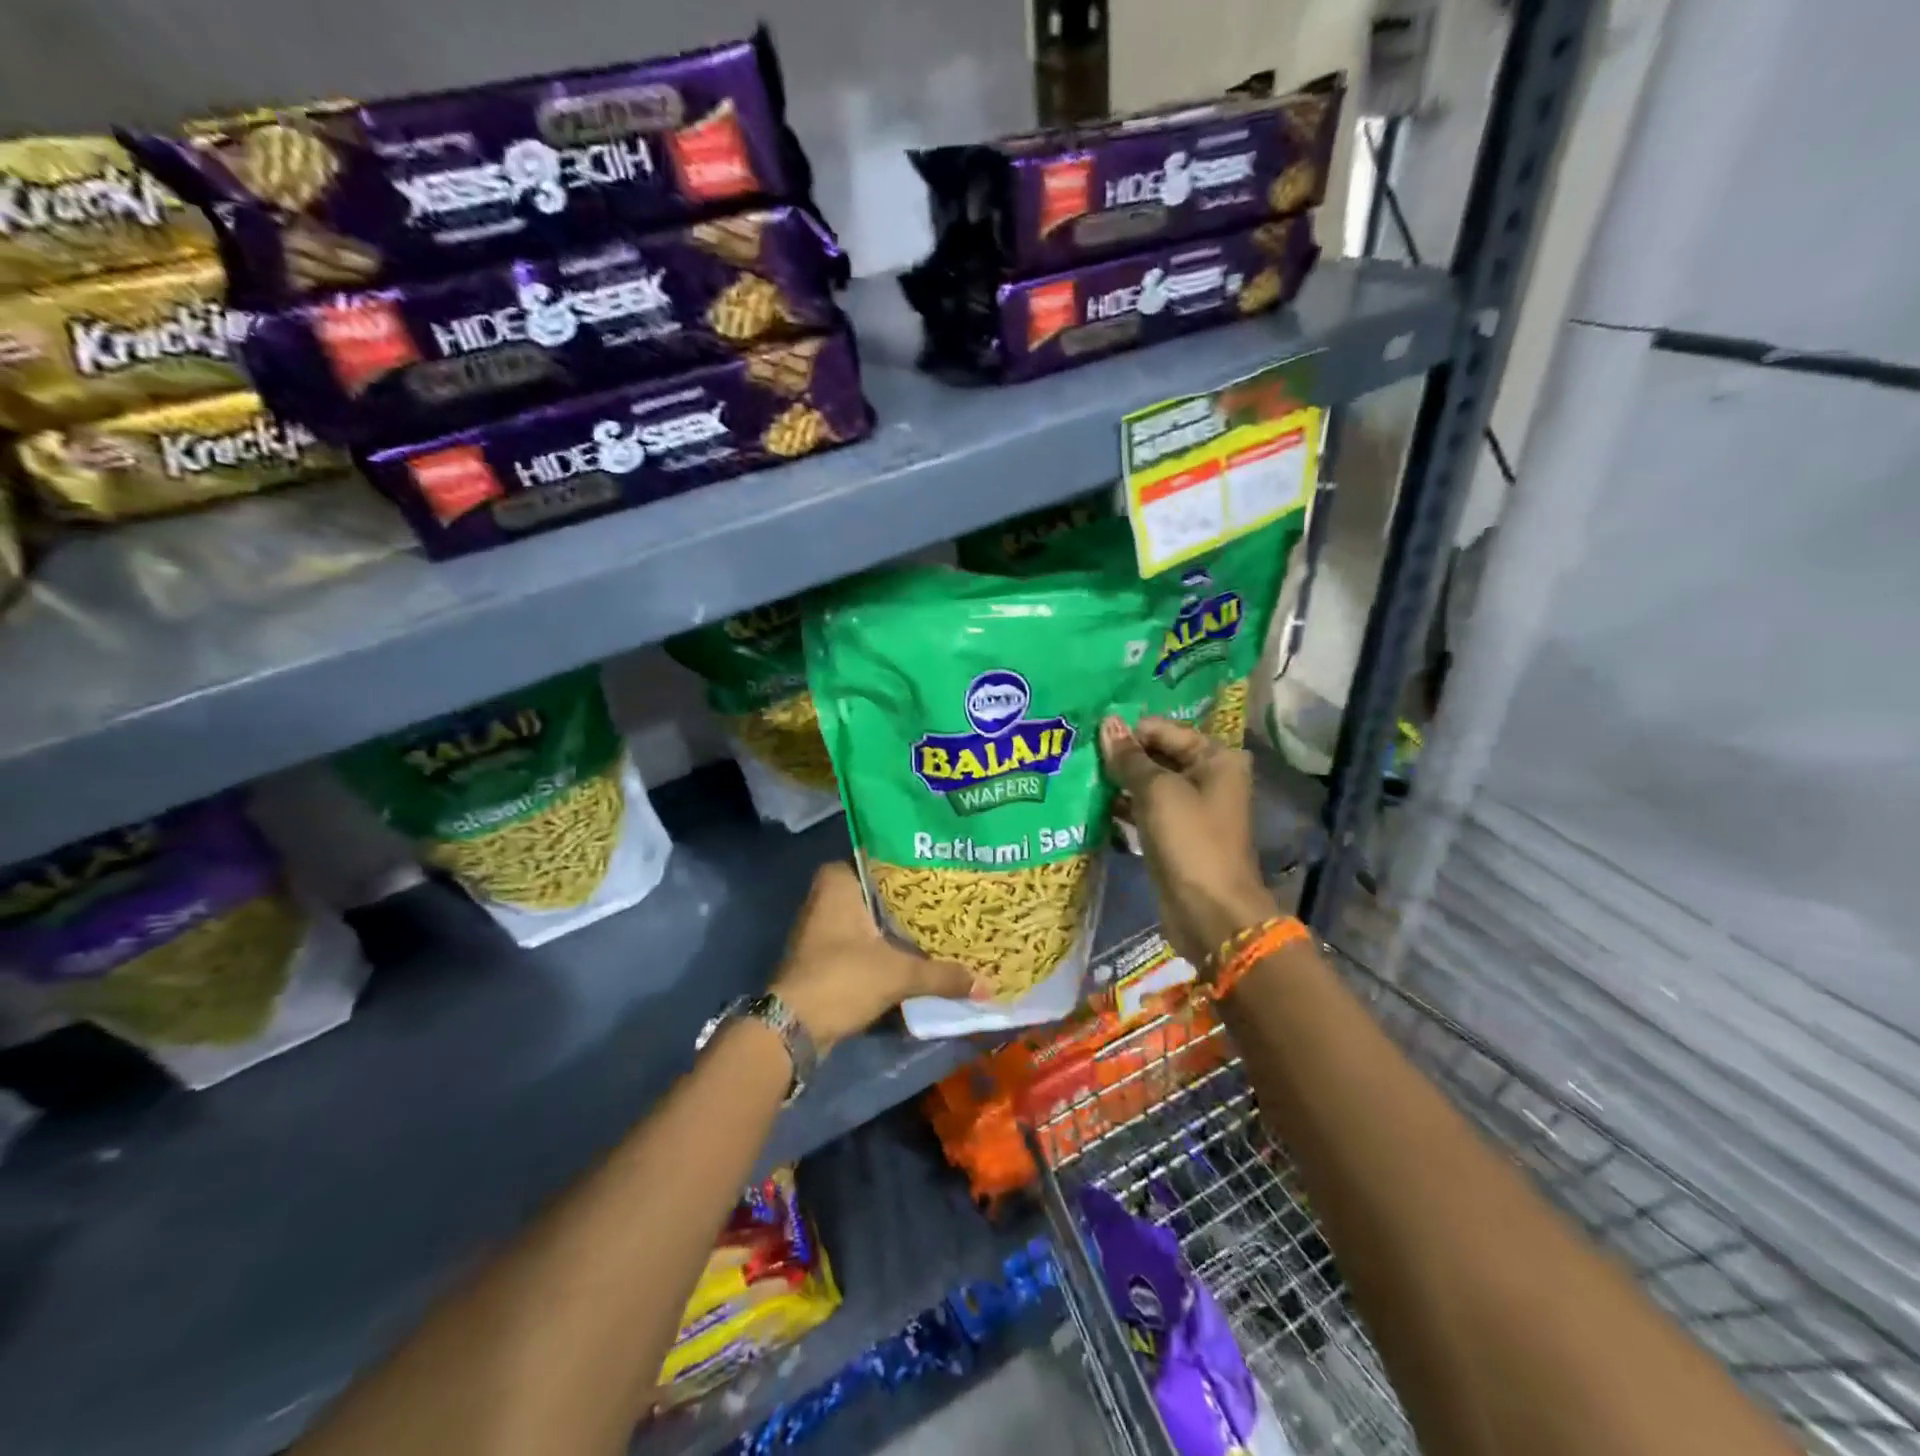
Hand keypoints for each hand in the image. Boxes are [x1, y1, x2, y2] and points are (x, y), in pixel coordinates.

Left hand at [770, 863, 975, 1053]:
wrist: (794, 1027)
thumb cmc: (843, 978)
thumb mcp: (898, 973)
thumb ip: (942, 975)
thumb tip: (986, 985)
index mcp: (839, 880)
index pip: (885, 859)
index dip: (917, 867)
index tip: (949, 871)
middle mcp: (827, 894)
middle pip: (881, 890)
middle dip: (913, 898)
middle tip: (954, 897)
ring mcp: (823, 925)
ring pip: (873, 916)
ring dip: (901, 924)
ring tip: (944, 922)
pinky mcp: (825, 952)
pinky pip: (865, 938)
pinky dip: (888, 944)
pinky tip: (919, 950)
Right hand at [1099, 715, 1277, 969]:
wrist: (1210, 912)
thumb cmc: (1189, 841)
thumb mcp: (1156, 791)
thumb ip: (1129, 757)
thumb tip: (1107, 723)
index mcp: (1215, 757)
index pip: (1162, 729)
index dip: (1127, 732)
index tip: (1087, 739)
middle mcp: (1207, 776)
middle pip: (1156, 754)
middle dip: (1121, 756)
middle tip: (1078, 756)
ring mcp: (1191, 807)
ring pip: (1147, 783)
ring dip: (1117, 782)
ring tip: (1079, 778)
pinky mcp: (1175, 833)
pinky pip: (1145, 809)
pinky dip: (1123, 806)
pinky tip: (1092, 804)